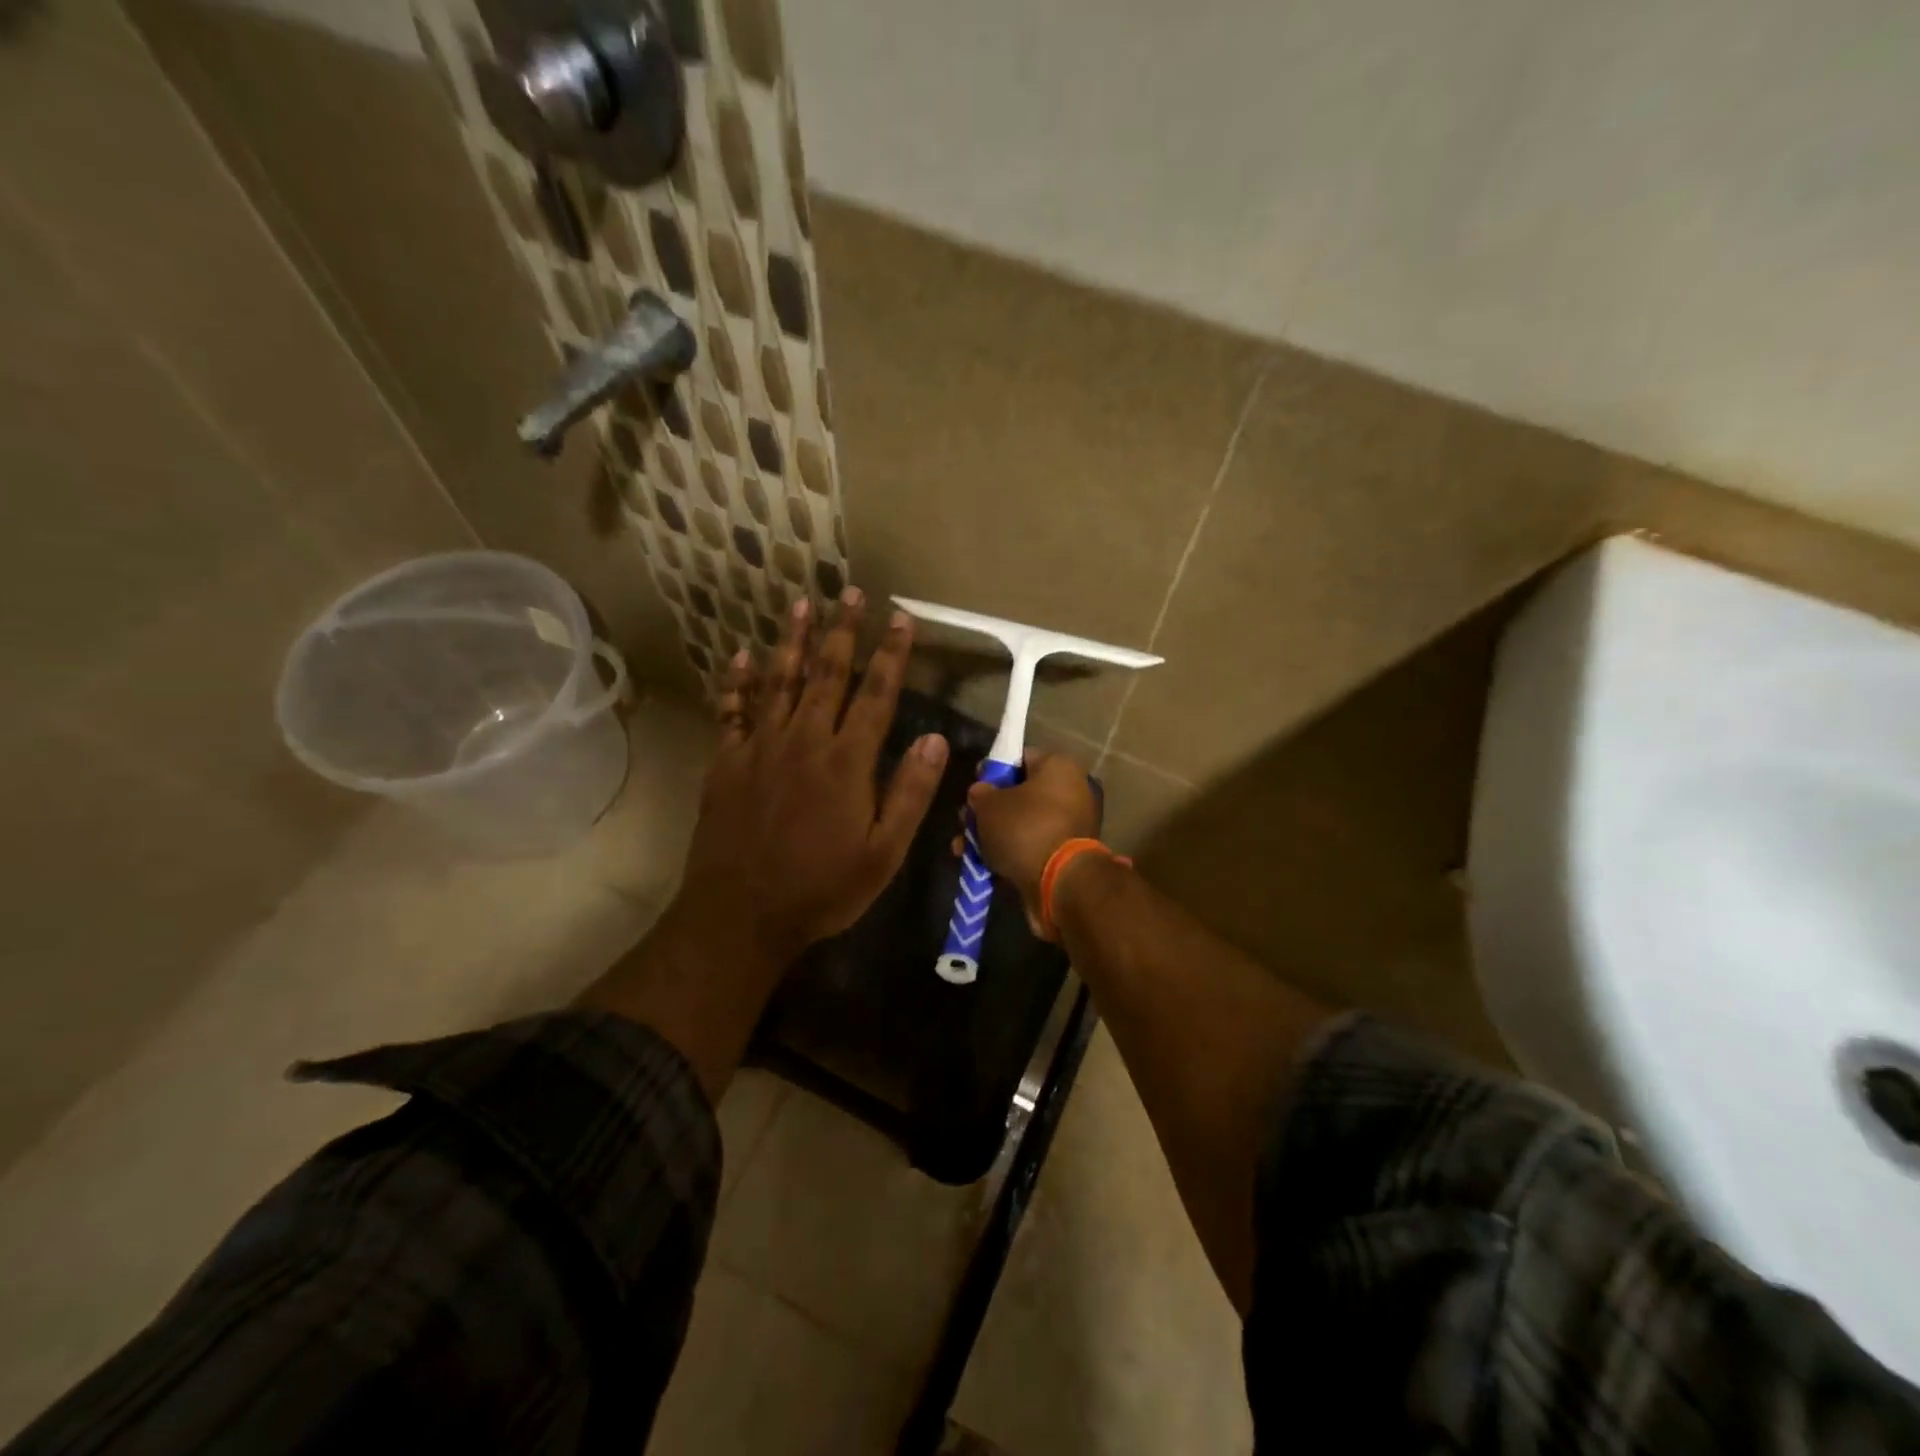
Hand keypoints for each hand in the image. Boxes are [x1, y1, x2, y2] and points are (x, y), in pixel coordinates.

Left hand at [676, 589, 949, 967]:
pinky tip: (741, 657)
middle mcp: (804, 740)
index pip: (876, 694)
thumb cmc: (821, 888)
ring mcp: (760, 748)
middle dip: (842, 630)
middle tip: (849, 592)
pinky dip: (738, 682)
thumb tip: (937, 739)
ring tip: (801, 603)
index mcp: (846, 761)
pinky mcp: (727, 763)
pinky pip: (733, 711)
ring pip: (779, 681)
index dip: (891, 654)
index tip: (901, 618)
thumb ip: (910, 793)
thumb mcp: (883, 853)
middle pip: (826, 673)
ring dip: (792, 640)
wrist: (740, 914)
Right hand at [964, 749, 1100, 935]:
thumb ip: (980, 794)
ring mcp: (1070, 826)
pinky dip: (1008, 854)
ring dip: (992, 835)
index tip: (973, 786)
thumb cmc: (1025, 829)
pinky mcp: (1065, 855)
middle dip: (988, 810)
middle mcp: (1070, 791)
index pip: (1020, 757)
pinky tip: (981, 866)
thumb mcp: (989, 805)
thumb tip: (981, 793)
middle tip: (964, 821)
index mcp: (1058, 767)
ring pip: (1022, 824)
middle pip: (1019, 794)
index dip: (992, 770)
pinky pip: (1030, 847)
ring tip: (963, 849)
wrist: (1060, 884)